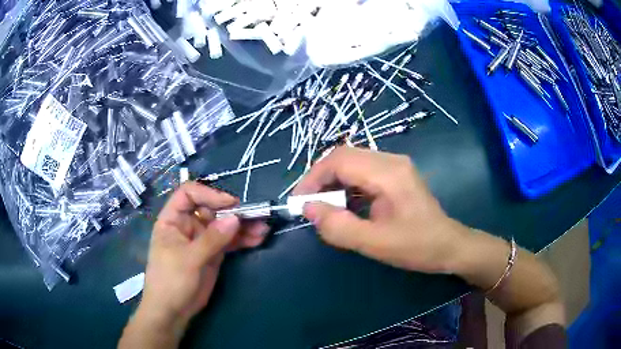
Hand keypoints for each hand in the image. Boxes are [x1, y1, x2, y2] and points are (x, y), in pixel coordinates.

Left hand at [121, 182, 268, 347]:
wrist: (173, 310)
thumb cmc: (171, 281)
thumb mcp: (189, 259)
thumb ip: (212, 239)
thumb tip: (235, 219)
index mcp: (173, 219)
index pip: (189, 194)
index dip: (209, 194)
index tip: (230, 203)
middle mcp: (188, 225)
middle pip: (211, 209)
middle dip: (233, 212)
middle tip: (256, 216)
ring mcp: (202, 239)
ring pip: (223, 226)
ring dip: (243, 226)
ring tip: (263, 229)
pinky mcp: (213, 253)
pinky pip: (229, 241)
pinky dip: (243, 240)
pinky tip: (258, 239)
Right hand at [294, 147, 467, 273]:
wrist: (449, 245)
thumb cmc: (417, 246)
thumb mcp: (375, 244)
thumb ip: (339, 227)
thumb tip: (309, 209)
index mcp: (388, 173)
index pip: (340, 160)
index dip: (313, 178)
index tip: (299, 201)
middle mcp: (391, 160)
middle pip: (344, 156)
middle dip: (320, 178)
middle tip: (308, 204)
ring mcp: (395, 165)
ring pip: (352, 162)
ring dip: (333, 181)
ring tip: (323, 206)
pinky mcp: (395, 174)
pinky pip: (362, 171)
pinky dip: (346, 185)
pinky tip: (344, 204)